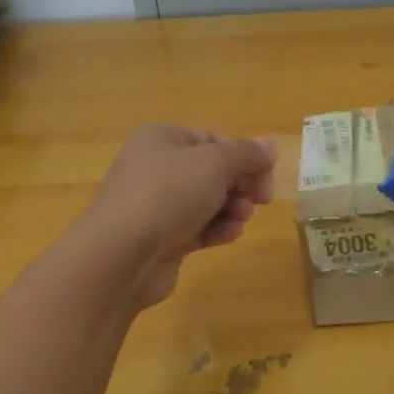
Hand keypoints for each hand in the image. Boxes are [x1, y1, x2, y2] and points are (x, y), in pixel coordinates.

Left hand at [83, 124, 275, 308]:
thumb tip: (271, 146)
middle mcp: (156, 167)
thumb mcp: (215, 163)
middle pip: (212, 171)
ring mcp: (155, 205)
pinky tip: (228, 236)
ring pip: (207, 201)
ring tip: (241, 219)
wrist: (122, 254)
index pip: (213, 139)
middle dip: (240, 185)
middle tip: (261, 200)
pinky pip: (197, 228)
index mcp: (162, 138)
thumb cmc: (169, 193)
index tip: (266, 175)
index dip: (244, 156)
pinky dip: (216, 230)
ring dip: (232, 209)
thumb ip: (247, 153)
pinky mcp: (160, 239)